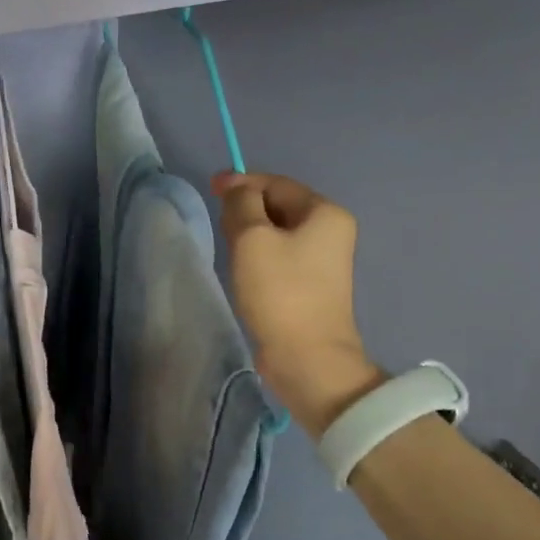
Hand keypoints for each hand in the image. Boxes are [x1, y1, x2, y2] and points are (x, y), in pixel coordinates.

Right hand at [213, 171, 384, 436]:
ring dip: (250, 231)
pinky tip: (241, 264)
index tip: (209, 187)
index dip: (242, 182)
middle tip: (217, 219)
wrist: (306, 357)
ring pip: (277, 231)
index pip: (277, 184)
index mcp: (325, 213)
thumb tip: (238, 190)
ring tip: (225, 241)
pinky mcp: (310, 284)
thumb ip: (241, 204)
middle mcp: (330, 231)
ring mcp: (323, 260)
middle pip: (279, 205)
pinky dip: (258, 252)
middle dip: (246, 207)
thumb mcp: (252, 238)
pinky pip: (280, 254)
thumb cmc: (280, 291)